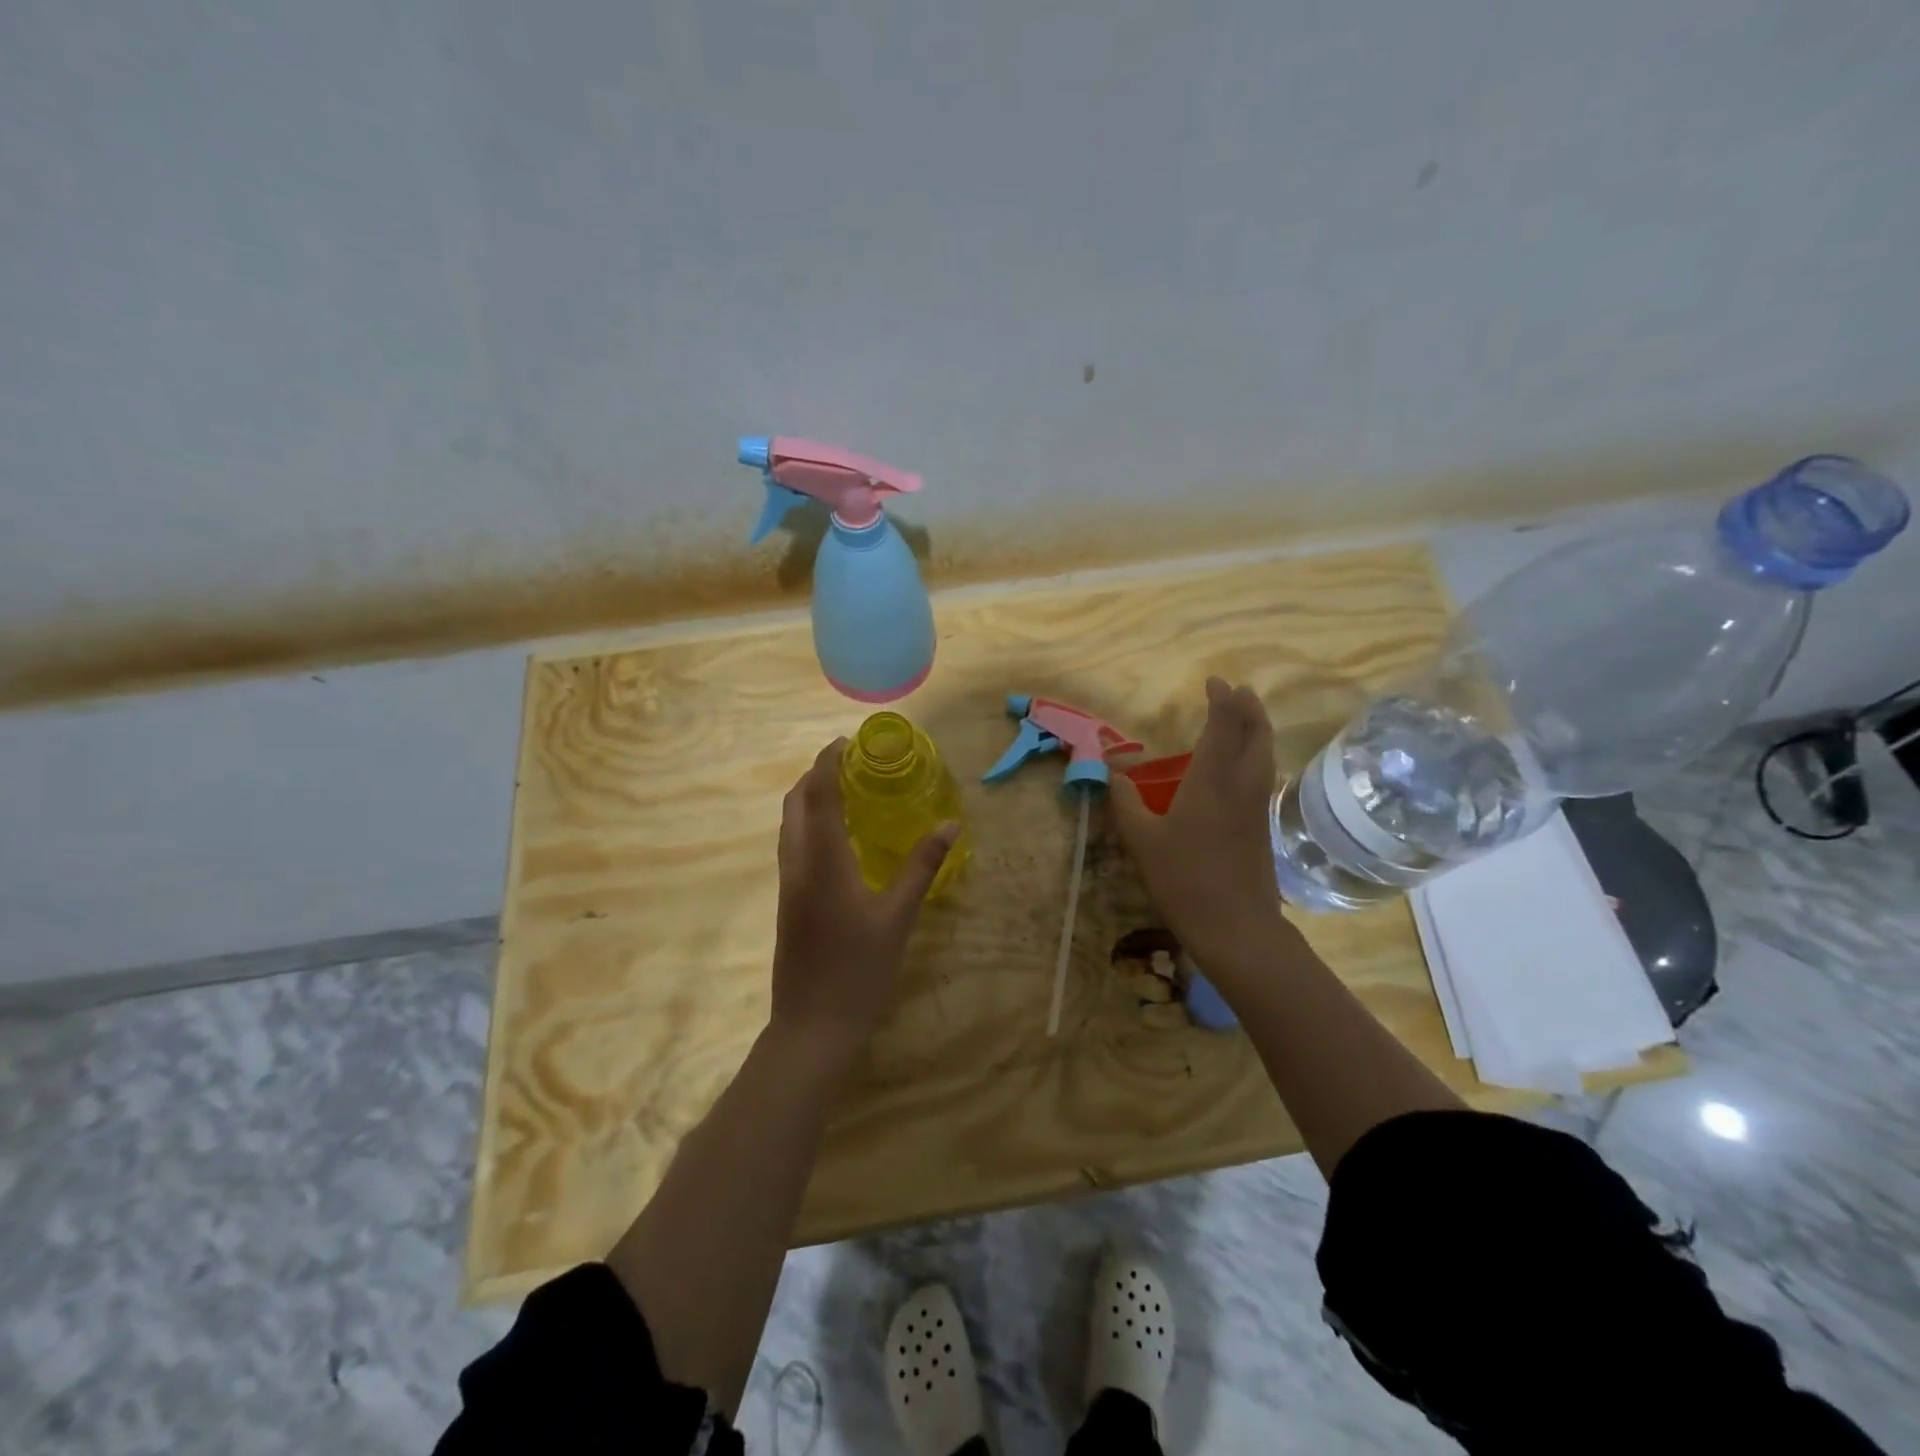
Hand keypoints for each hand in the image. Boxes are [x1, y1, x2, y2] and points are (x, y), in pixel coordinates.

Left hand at [769, 738, 958, 1057]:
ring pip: (790, 825)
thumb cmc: (859, 970)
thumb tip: (949, 824)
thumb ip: (921, 866)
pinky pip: (793, 846)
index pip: (820, 795)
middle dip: (816, 775)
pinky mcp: (788, 902)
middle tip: (848, 762)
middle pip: (795, 804)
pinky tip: (837, 837)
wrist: (812, 1027)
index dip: (828, 763)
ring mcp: (788, 884)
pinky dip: (809, 824)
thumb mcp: (898, 917)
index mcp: (822, 861)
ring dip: (809, 799)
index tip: (846, 741)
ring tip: (844, 790)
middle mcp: (797, 864)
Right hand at [1109, 678, 1294, 978]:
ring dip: (1258, 729)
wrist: (1236, 927)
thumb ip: (1124, 804)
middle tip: (1238, 692)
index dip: (1222, 702)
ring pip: (1265, 755)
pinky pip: (1263, 775)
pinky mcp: (1261, 827)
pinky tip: (1245, 766)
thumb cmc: (1184, 879)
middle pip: (1255, 735)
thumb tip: (1111, 775)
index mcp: (1211, 782)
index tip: (1215, 682)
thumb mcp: (1142, 841)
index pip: (1222, 728)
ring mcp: (1256, 807)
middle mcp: (1240, 786)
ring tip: (1246, 717)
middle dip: (1248, 708)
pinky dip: (1257, 755)